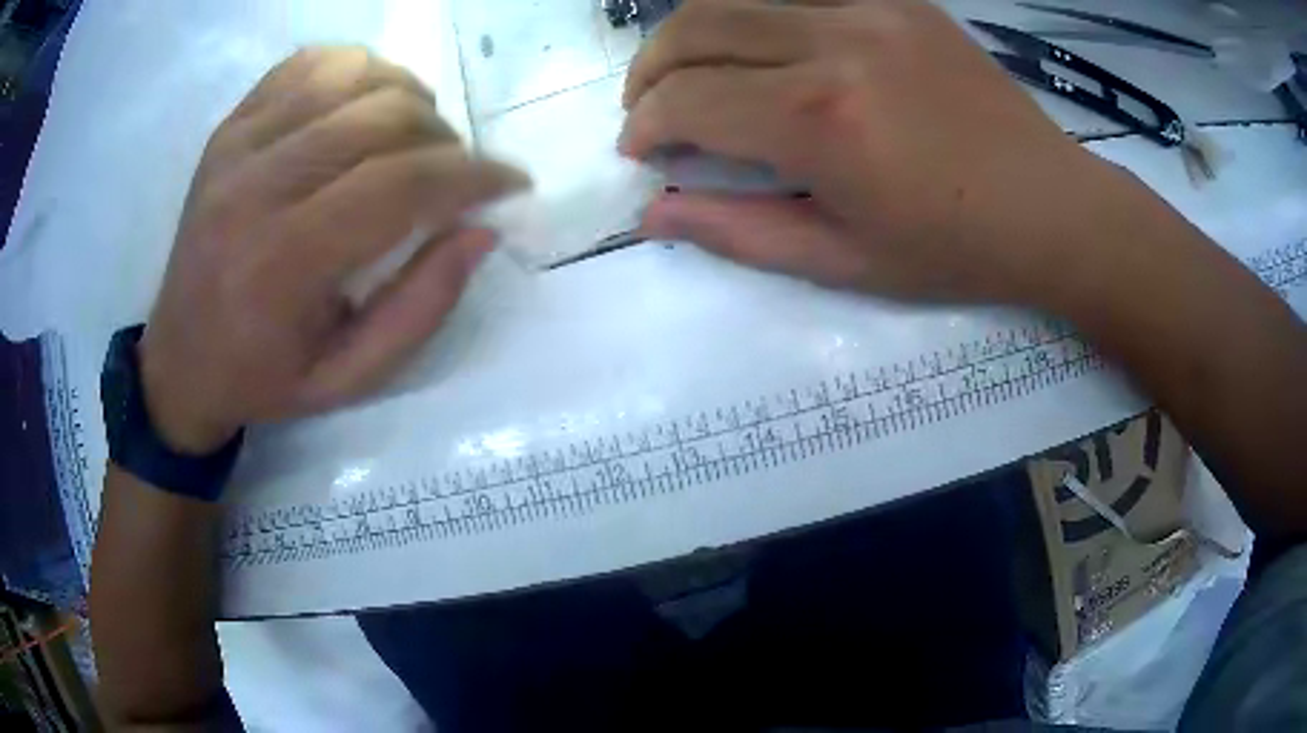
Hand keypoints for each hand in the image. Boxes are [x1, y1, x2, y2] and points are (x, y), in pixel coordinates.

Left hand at [138, 47, 523, 453]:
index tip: (510, 182)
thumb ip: (421, 308)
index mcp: (283, 263)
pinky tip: (364, 108)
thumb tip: (481, 230)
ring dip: (407, 96)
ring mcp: (237, 145)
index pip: (401, 184)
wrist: (180, 359)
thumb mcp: (349, 378)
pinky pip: (310, 64)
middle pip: (382, 116)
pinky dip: (357, 72)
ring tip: (414, 138)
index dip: (472, 174)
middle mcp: (255, 187)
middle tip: (455, 173)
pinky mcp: (230, 126)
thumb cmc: (264, 379)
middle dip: (445, 138)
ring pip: (353, 74)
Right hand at [620, 0, 1122, 303]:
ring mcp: (870, 10)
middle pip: (696, 26)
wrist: (1050, 206)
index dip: (645, 125)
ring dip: (693, 34)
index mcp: (820, 121)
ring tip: (692, 73)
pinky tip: (763, 50)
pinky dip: (757, 15)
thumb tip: (654, 211)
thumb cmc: (953, 249)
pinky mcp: (897, 0)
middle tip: (650, 107)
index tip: (640, 150)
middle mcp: (835, 45)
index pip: (687, 99)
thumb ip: (738, 231)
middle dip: (650, 70)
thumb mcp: (844, 260)